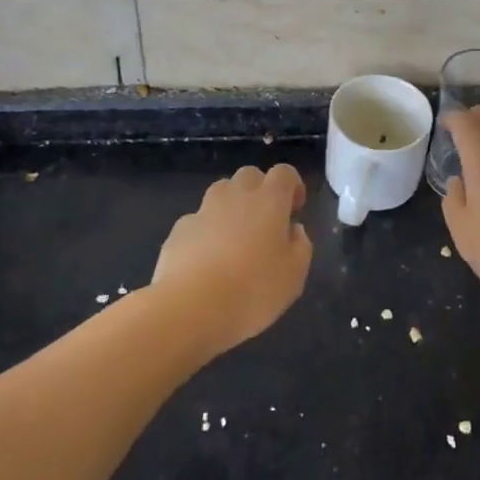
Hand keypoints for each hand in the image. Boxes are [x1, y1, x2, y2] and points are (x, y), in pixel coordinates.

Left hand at [153, 164, 312, 353]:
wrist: (189, 307)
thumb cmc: (252, 289)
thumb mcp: (294, 276)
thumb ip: (300, 246)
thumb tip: (294, 230)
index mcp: (269, 201)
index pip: (284, 173)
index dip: (292, 186)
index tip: (294, 210)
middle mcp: (236, 196)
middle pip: (250, 175)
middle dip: (260, 190)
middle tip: (265, 222)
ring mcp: (203, 210)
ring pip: (221, 192)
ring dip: (231, 206)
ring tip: (235, 238)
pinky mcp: (179, 230)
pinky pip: (198, 220)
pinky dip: (206, 231)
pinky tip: (206, 260)